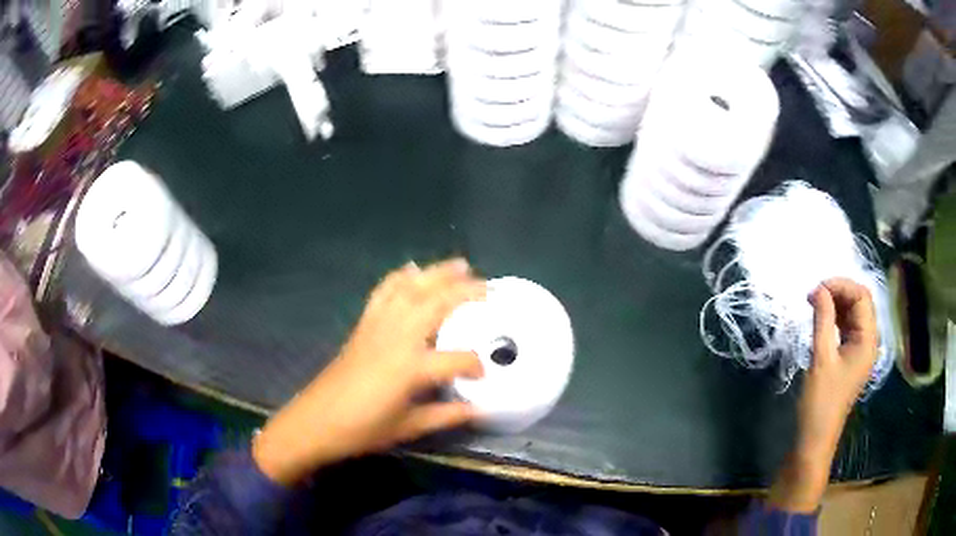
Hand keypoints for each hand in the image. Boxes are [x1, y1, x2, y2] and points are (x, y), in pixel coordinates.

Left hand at [252, 259, 485, 484]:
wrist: (316, 420)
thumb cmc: (362, 429)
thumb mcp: (408, 427)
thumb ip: (445, 416)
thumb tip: (478, 410)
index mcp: (411, 368)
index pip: (456, 359)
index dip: (475, 364)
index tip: (484, 373)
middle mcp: (397, 338)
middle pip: (436, 304)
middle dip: (465, 292)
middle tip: (488, 287)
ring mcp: (378, 327)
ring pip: (411, 290)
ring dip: (437, 274)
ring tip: (459, 264)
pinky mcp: (363, 324)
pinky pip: (383, 292)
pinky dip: (399, 277)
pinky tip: (412, 270)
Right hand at [769, 278, 878, 512]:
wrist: (815, 438)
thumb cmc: (820, 402)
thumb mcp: (821, 359)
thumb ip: (823, 319)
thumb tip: (819, 288)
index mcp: (867, 341)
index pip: (862, 297)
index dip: (842, 286)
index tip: (817, 288)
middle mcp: (868, 341)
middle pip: (860, 302)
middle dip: (839, 292)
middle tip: (814, 294)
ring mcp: (859, 350)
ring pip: (853, 313)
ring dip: (836, 303)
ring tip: (814, 302)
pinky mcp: (849, 357)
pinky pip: (846, 327)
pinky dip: (835, 317)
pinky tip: (821, 317)